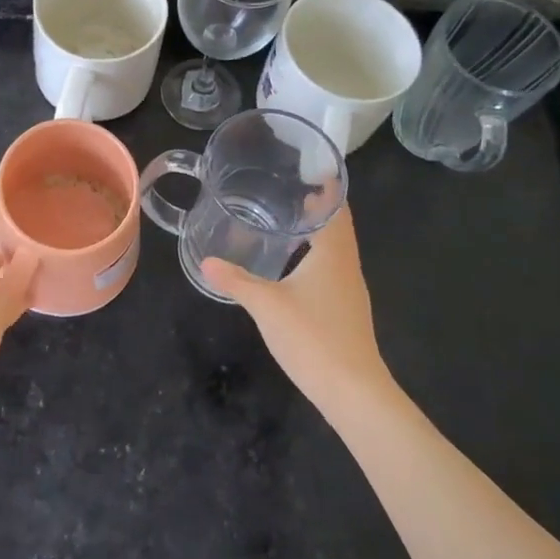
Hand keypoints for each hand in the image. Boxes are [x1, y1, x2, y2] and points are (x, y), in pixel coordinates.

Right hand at [202, 205, 390, 415]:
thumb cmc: (312, 336)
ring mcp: (349, 290)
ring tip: (288, 221)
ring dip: (317, 232)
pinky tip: (294, 266)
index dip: (328, 187)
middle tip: (288, 190)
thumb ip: (236, 280)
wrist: (352, 390)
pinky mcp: (346, 310)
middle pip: (338, 226)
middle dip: (318, 207)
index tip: (310, 168)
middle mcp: (346, 266)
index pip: (337, 208)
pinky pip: (332, 269)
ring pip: (335, 249)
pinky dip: (316, 255)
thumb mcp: (266, 305)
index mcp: (334, 254)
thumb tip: (206, 261)